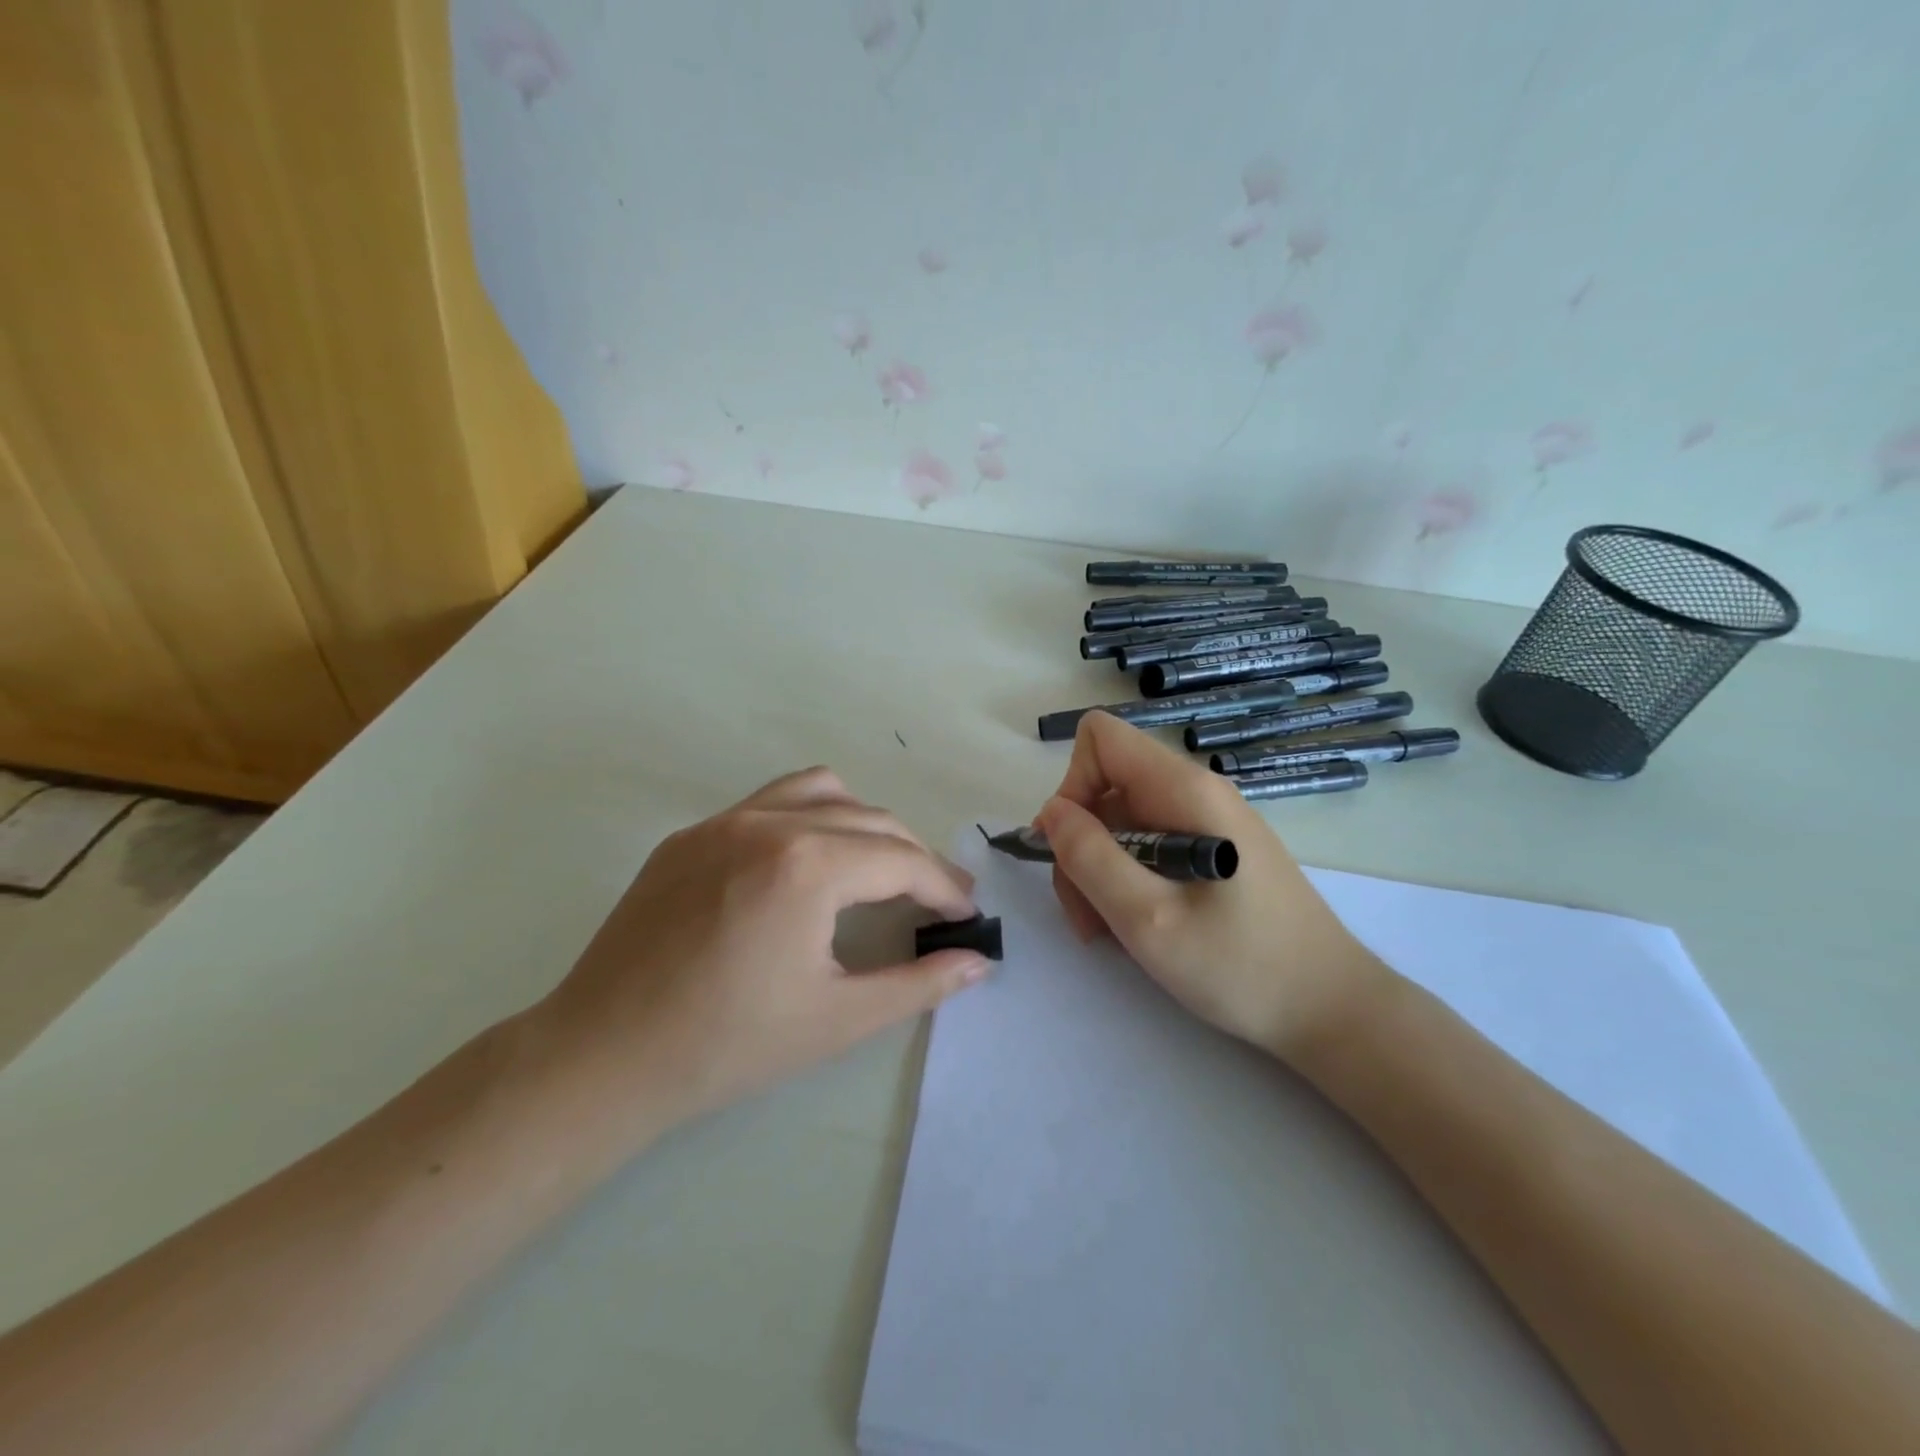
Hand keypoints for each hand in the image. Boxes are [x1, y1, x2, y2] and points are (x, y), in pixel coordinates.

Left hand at [540, 767, 989, 1143]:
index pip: (902, 860)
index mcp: (808, 866)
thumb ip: (919, 983)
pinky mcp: (691, 835)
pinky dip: (809, 818)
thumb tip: (979, 961)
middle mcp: (770, 824)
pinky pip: (769, 803)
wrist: (602, 1057)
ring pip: (822, 792)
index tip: (968, 913)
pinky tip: (806, 868)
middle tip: (936, 900)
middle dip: (914, 857)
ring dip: (864, 823)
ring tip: (876, 869)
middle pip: (871, 819)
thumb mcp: (838, 1019)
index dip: (944, 887)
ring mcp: (723, 822)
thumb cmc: (727, 1046)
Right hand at [1034, 712, 1387, 1060]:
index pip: (1101, 738)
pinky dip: (1128, 881)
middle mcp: (1195, 792)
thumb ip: (1089, 858)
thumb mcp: (1147, 918)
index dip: (1072, 785)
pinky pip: (1149, 846)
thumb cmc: (1241, 966)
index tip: (1072, 848)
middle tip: (1086, 914)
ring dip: (1099, 871)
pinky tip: (1139, 927)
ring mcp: (1206, 822)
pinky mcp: (1213, 851)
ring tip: (1110, 932)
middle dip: (1081, 845)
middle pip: (1105, 787)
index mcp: (1183, 790)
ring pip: (1122, 822)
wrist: (1332, 1010)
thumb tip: (1051, 812)